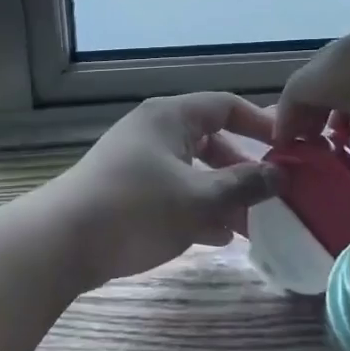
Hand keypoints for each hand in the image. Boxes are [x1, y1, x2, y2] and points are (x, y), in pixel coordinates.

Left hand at [48, 93, 282, 283]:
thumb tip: (281, 175)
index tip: (289, 148)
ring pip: (194, 171)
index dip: (261, 123)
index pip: (226, 105)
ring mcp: (139, 162)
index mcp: (171, 117)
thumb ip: (245, 185)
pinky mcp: (128, 191)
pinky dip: (198, 209)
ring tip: (254, 225)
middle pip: (212, 141)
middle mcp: (155, 131)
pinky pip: (175, 192)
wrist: (60, 244)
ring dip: (224, 195)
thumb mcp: (199, 199)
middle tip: (274, 194)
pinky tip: (219, 237)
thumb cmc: (136, 210)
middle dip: (244, 169)